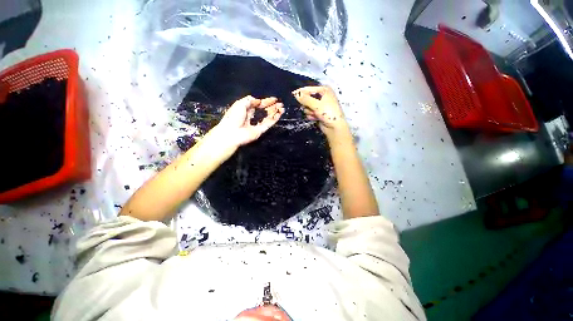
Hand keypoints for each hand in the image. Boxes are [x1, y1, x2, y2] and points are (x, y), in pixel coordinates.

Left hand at [215, 95, 283, 147]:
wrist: (232, 133)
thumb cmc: (234, 117)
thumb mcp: (240, 104)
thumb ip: (249, 100)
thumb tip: (258, 100)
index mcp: (246, 109)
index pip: (258, 104)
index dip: (266, 101)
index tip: (274, 99)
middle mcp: (252, 116)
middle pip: (264, 111)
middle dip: (272, 107)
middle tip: (280, 103)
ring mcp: (257, 124)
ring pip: (268, 117)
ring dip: (275, 112)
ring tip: (282, 108)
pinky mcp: (260, 130)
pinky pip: (269, 123)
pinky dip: (274, 119)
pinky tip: (279, 114)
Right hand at [292, 86, 347, 138]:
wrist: (334, 127)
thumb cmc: (328, 113)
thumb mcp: (316, 105)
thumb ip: (305, 99)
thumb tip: (295, 94)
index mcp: (324, 90)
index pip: (309, 89)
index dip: (301, 92)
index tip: (292, 95)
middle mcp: (322, 96)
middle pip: (306, 98)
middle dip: (307, 105)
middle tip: (311, 108)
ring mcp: (319, 105)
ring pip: (307, 107)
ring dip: (309, 111)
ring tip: (315, 115)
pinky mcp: (318, 113)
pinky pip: (309, 112)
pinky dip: (311, 115)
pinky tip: (316, 118)